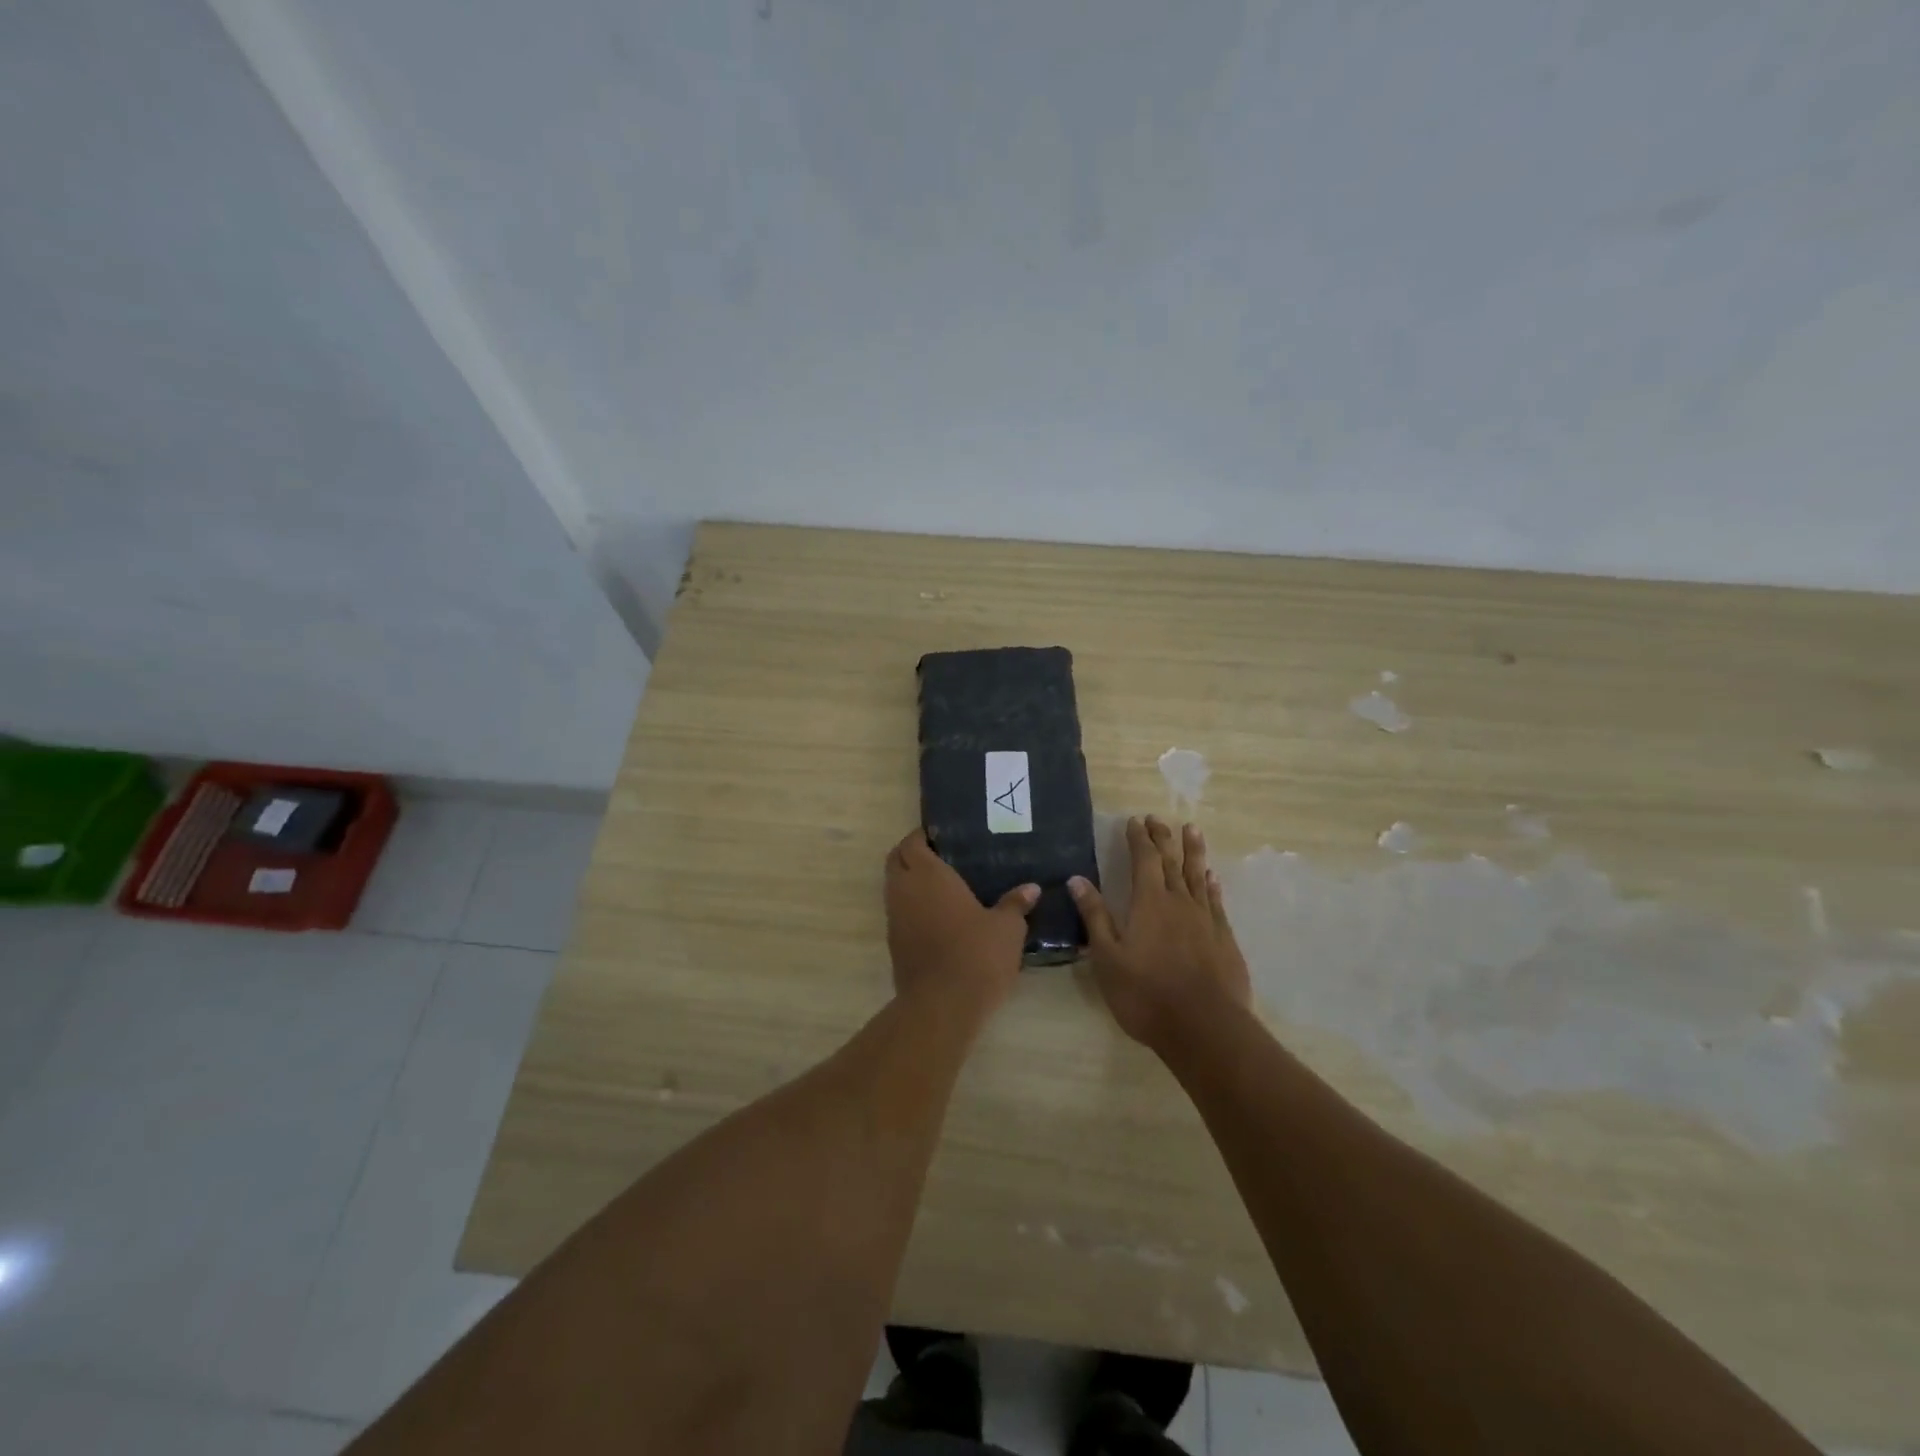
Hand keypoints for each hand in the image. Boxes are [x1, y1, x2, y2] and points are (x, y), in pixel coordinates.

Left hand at [885, 829, 1036, 1018]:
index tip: (942, 836)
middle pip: (896, 861)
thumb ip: (1015, 904)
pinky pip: (899, 913)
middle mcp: (904, 890)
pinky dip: (912, 907)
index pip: (912, 842)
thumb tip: (1031, 888)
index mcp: (928, 874)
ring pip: (894, 888)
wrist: (942, 1005)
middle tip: (942, 856)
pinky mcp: (894, 944)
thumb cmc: (976, 955)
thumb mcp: (1007, 928)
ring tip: (943, 885)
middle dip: (912, 854)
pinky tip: (939, 916)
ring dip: (910, 882)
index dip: (922, 836)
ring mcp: (895, 918)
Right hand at [1069, 816, 1250, 1049]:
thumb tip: (1077, 879)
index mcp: (1149, 903)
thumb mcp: (1107, 957)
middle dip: (1162, 838)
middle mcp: (1179, 902)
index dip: (1138, 838)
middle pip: (1171, 861)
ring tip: (1191, 830)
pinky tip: (1211, 878)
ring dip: (1193, 851)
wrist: (1204, 1028)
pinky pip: (1216, 901)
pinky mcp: (1224, 938)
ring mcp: (1205, 919)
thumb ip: (1095, 916)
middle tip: (1157, 819)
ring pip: (1198, 875)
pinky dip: (1211, 884)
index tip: (1134, 821)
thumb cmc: (1146, 994)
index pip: (1144, 859)